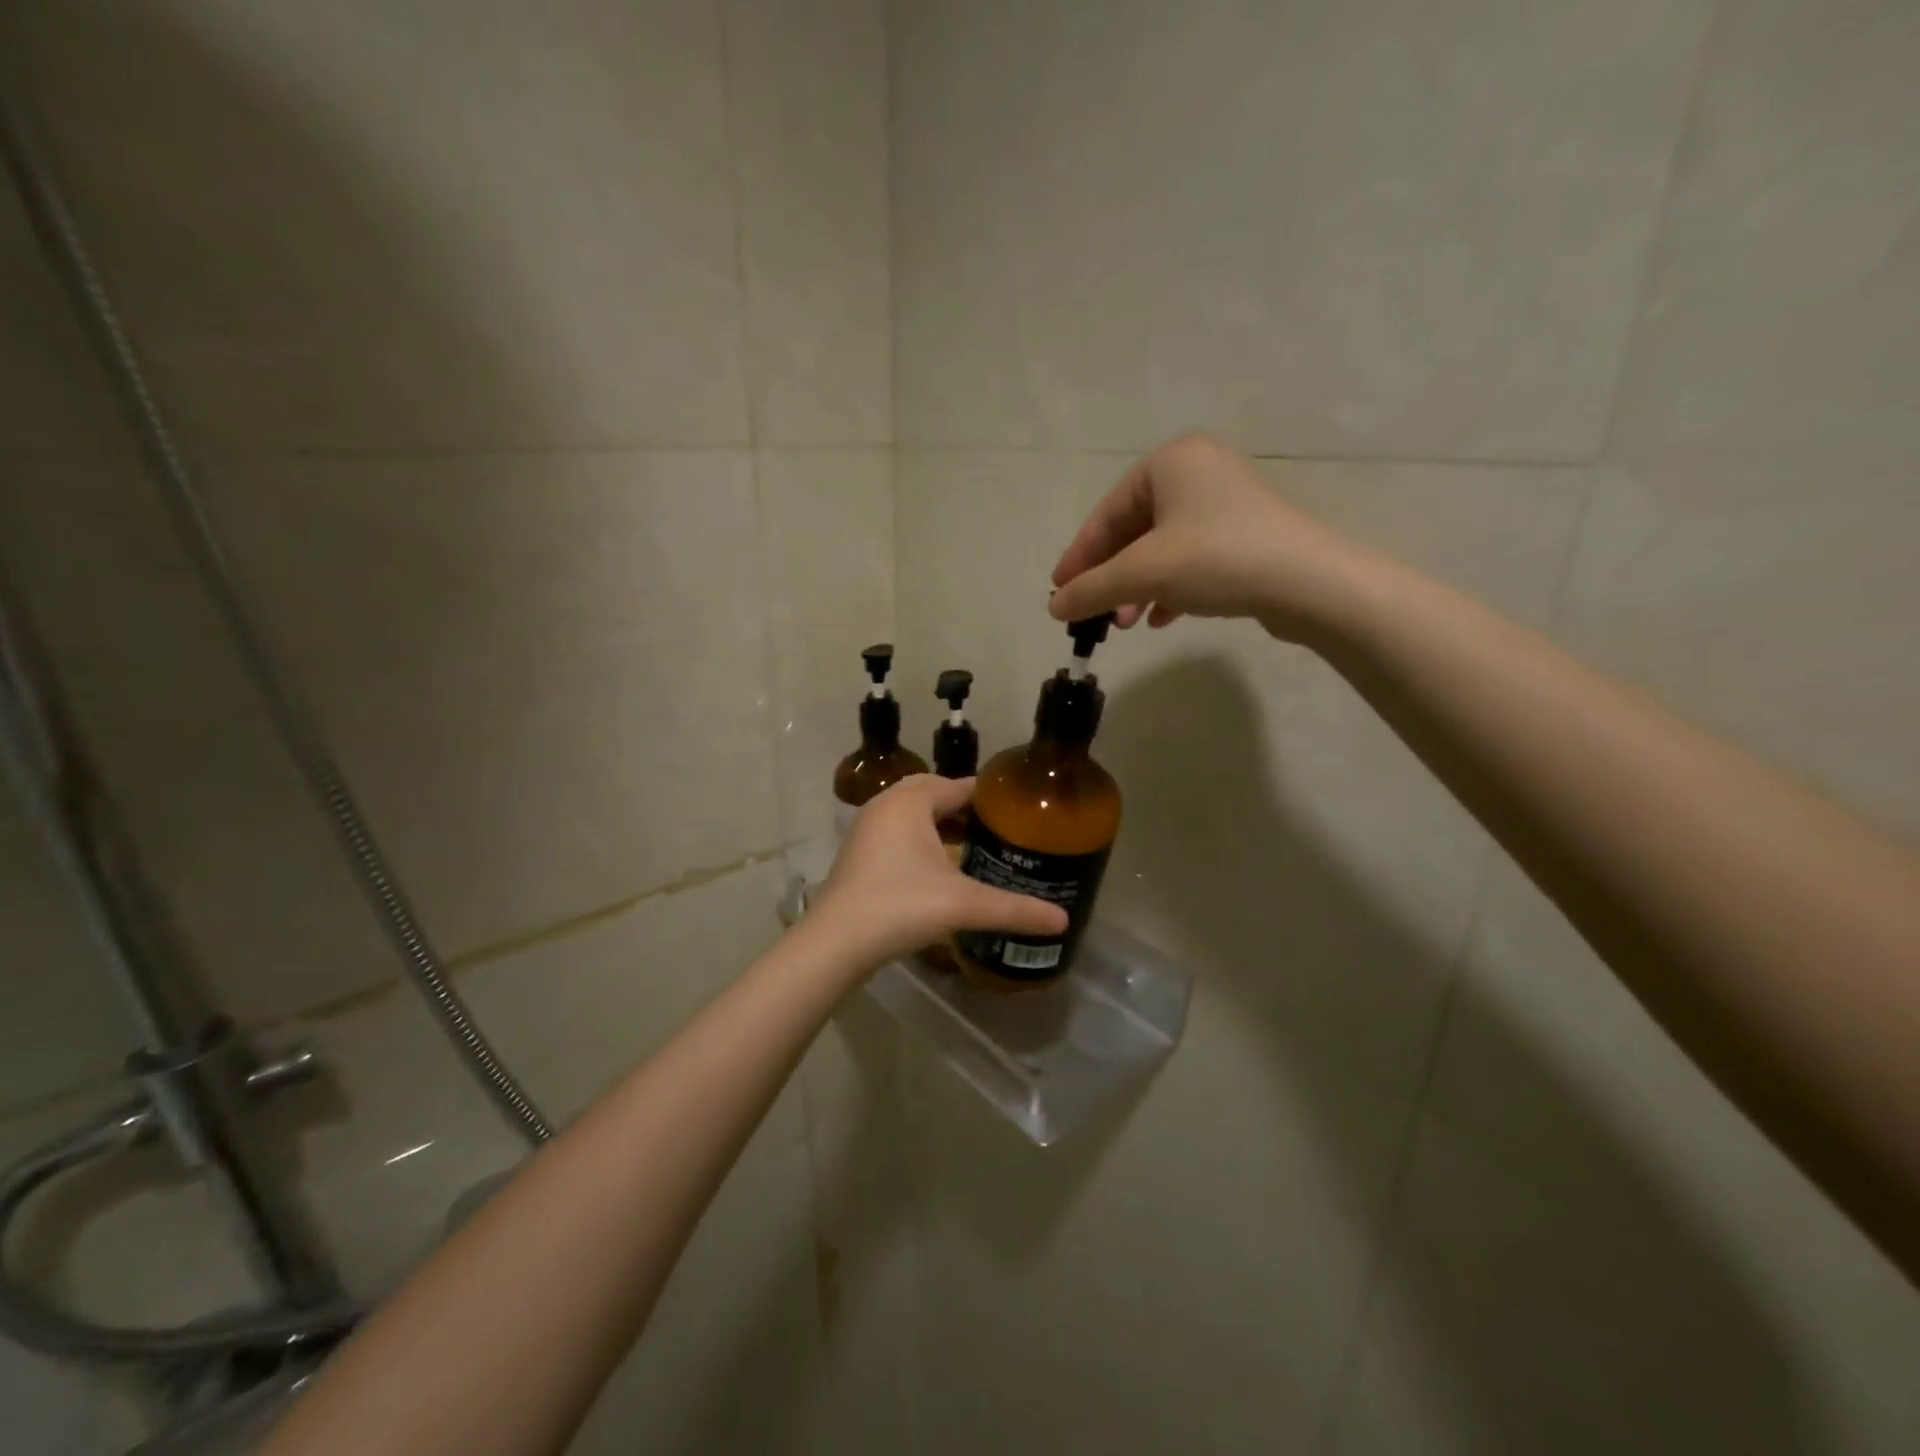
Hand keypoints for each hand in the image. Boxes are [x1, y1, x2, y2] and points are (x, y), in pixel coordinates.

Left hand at [806, 775, 1067, 968]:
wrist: (836, 942)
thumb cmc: (901, 907)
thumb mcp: (963, 905)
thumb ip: (1014, 909)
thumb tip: (1062, 920)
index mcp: (911, 801)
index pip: (960, 785)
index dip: (991, 798)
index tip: (1019, 812)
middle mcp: (886, 804)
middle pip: (935, 793)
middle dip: (965, 808)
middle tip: (998, 830)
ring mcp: (867, 827)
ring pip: (913, 813)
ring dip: (941, 823)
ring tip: (973, 845)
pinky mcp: (858, 851)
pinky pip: (898, 831)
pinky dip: (920, 838)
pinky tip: (938, 866)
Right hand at [1047, 432, 1370, 643]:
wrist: (1308, 584)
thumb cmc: (1216, 560)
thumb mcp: (1143, 573)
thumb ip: (1091, 588)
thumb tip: (1053, 606)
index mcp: (1171, 462)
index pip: (1108, 512)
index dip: (1080, 557)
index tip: (1059, 592)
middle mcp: (1199, 473)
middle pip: (1134, 531)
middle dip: (1112, 578)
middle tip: (1096, 614)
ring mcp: (1226, 505)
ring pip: (1162, 549)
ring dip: (1138, 588)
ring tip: (1126, 623)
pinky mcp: (1246, 536)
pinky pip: (1192, 560)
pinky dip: (1170, 588)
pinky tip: (1160, 619)